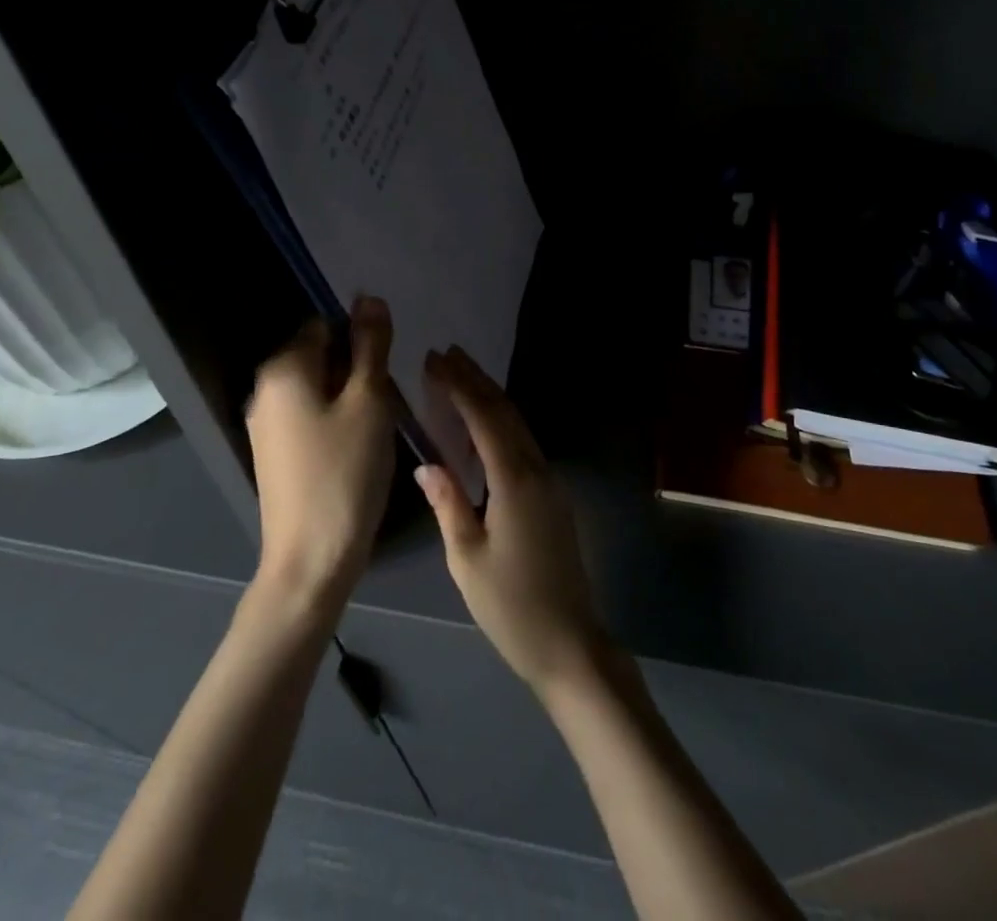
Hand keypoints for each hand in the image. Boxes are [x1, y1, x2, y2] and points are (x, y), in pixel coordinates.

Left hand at [245, 297, 397, 603]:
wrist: (311, 560)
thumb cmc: (344, 472)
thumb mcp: (369, 401)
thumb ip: (371, 345)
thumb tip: (369, 298)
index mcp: (283, 368)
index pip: (327, 324)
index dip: (362, 341)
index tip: (386, 371)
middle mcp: (266, 389)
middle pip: (322, 356)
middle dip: (358, 370)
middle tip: (386, 403)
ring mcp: (267, 424)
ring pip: (320, 389)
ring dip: (351, 398)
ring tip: (376, 428)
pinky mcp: (275, 453)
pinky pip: (311, 417)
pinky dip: (336, 422)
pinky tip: (358, 449)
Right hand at [415, 347, 610, 703]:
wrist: (570, 643)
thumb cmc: (511, 605)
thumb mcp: (466, 558)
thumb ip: (448, 503)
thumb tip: (426, 463)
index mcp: (514, 480)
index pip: (484, 417)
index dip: (459, 385)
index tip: (435, 360)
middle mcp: (537, 470)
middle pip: (505, 412)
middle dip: (475, 379)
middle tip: (445, 355)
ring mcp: (550, 482)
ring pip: (517, 425)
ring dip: (489, 397)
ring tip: (460, 377)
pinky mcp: (553, 497)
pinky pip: (524, 444)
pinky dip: (501, 423)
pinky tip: (484, 426)